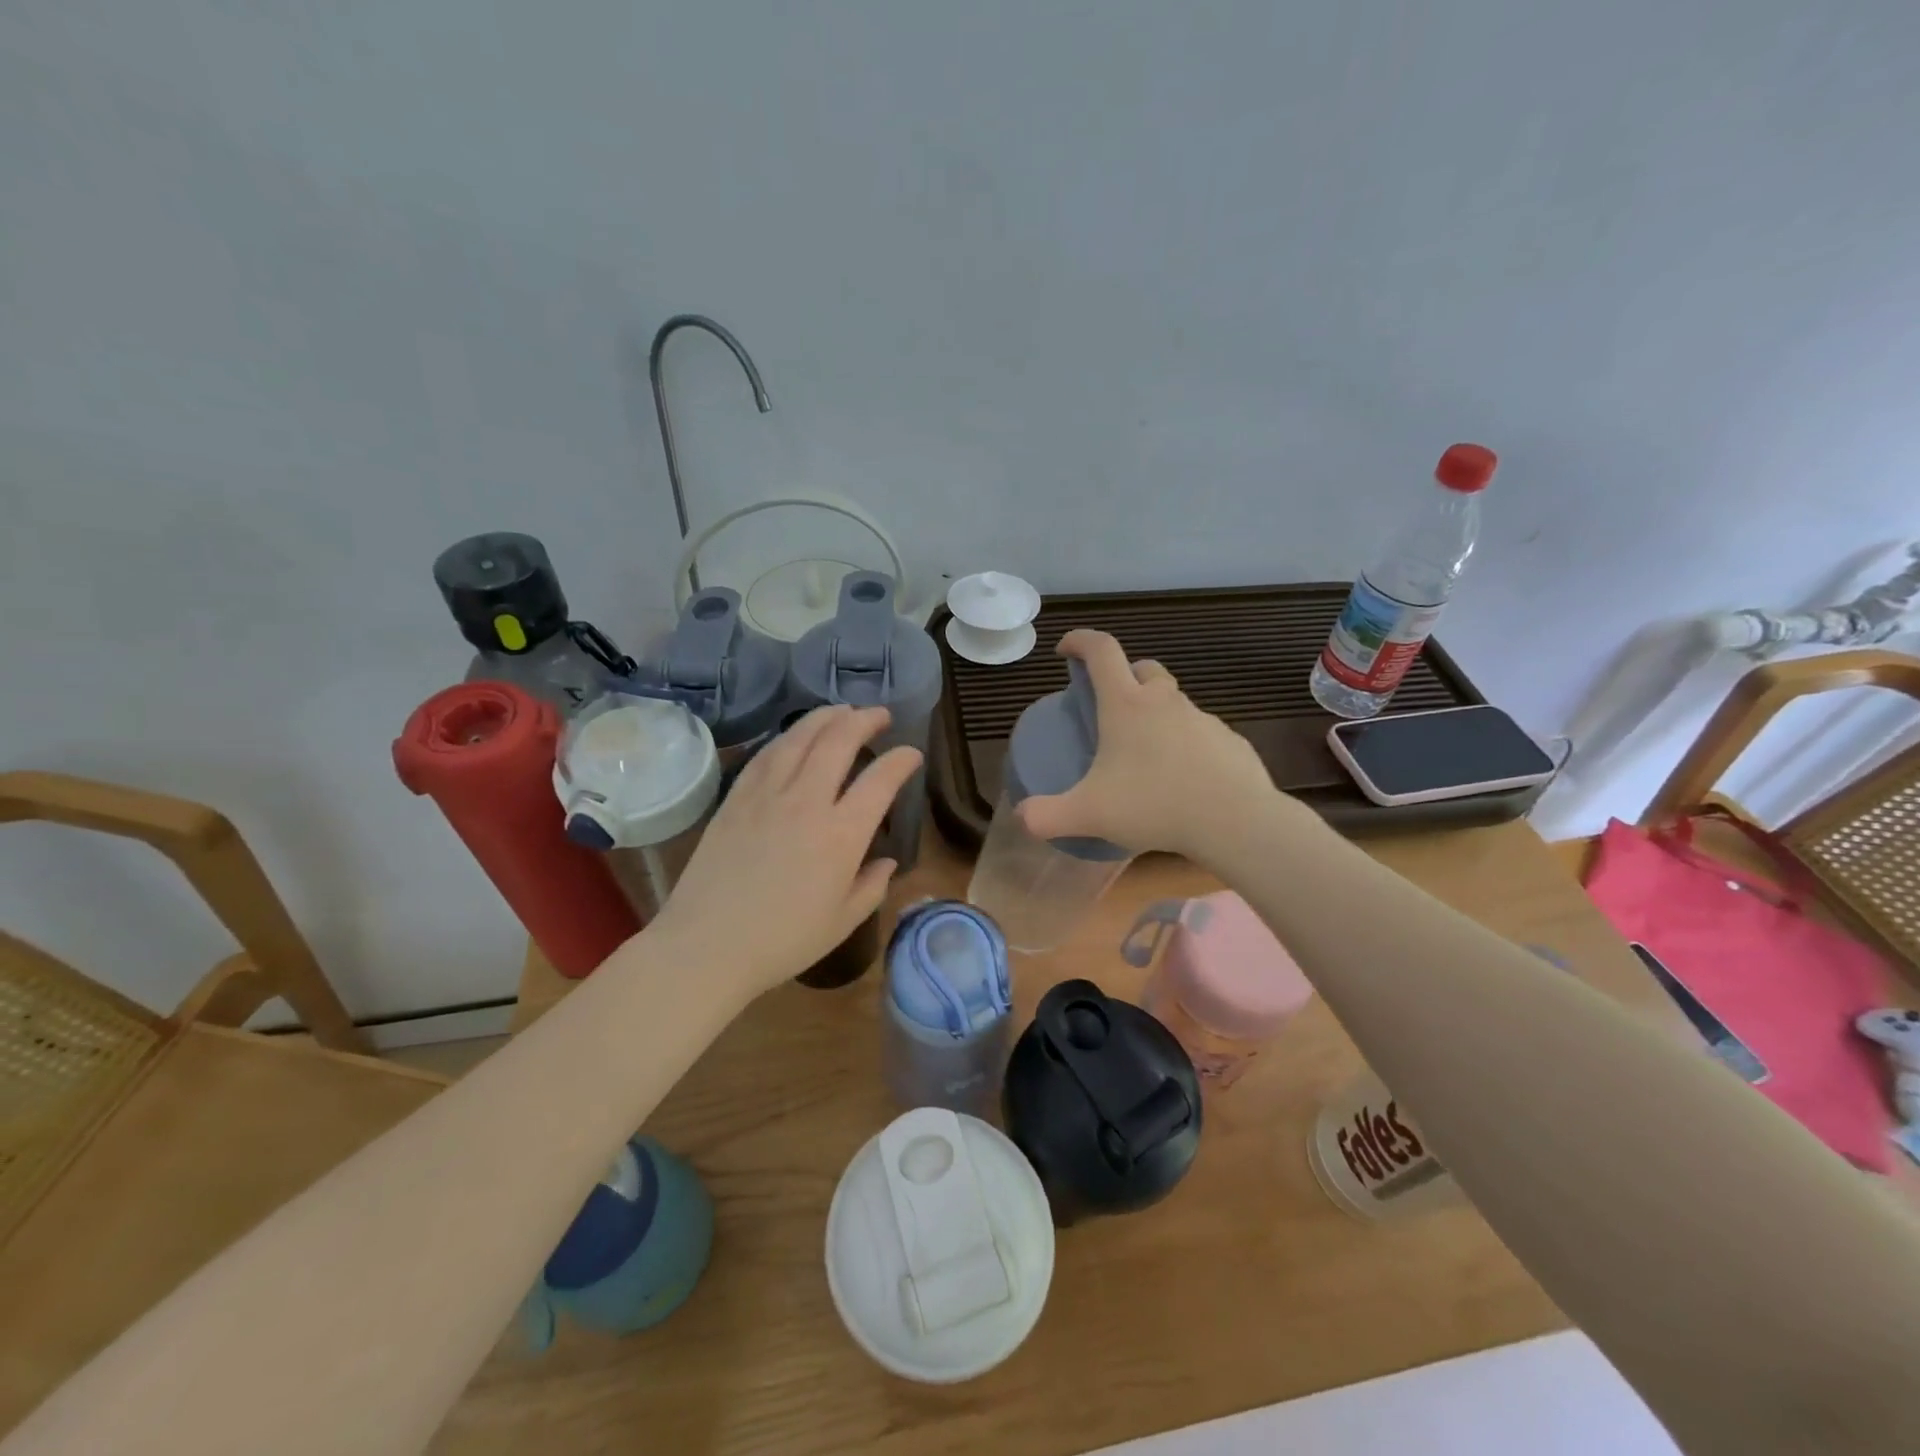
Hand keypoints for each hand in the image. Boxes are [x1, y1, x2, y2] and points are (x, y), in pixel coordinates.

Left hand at [648, 705, 920, 1002]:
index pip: (881, 780)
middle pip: (839, 741)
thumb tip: (886, 862)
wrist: (706, 946)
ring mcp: (767, 795)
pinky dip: (789, 737)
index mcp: (842, 835)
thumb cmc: (782, 941)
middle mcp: (807, 802)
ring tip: (842, 710)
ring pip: (801, 737)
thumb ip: (872, 886)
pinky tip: (796, 736)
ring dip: (826, 717)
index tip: (912, 754)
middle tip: (879, 715)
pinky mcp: (736, 798)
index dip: (902, 760)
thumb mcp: (842, 922)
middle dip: (865, 720)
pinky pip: (767, 754)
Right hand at [1017, 630, 1288, 860]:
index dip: (1080, 641)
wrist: (1234, 820)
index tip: (1065, 650)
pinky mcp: (1229, 741)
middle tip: (1109, 706)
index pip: (1101, 651)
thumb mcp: (1089, 814)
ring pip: (1174, 702)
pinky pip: (1200, 733)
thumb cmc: (1154, 805)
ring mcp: (1202, 719)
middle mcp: (1165, 702)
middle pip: (1143, 669)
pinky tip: (1181, 778)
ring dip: (1155, 713)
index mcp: (1126, 705)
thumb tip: (1022, 817)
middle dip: (1122, 676)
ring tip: (1144, 753)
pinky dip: (1184, 743)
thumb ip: (1046, 816)